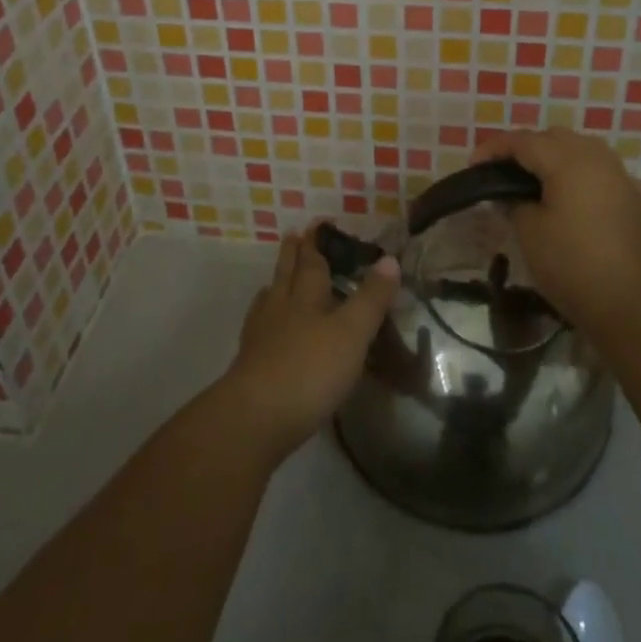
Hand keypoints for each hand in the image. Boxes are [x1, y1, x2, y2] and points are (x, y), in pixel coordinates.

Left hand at [220, 228, 399, 458]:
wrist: (255, 418)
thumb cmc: (310, 369)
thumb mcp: (352, 332)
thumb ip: (371, 298)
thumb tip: (390, 259)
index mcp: (306, 296)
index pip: (312, 262)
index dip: (316, 242)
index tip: (316, 223)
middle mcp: (280, 308)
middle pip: (286, 274)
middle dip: (292, 255)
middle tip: (293, 235)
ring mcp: (260, 337)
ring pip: (269, 300)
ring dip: (276, 285)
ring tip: (276, 280)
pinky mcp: (250, 366)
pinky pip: (258, 330)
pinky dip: (264, 321)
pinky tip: (265, 331)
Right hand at [473, 128, 640, 337]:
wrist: (632, 306)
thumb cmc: (572, 265)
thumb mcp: (529, 232)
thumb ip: (514, 202)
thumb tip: (511, 194)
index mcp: (568, 160)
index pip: (523, 141)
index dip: (494, 149)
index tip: (473, 165)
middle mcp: (597, 158)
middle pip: (554, 138)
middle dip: (526, 148)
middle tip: (502, 173)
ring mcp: (622, 176)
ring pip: (582, 150)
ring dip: (556, 158)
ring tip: (535, 182)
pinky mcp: (636, 198)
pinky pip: (602, 172)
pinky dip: (582, 176)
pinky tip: (574, 198)